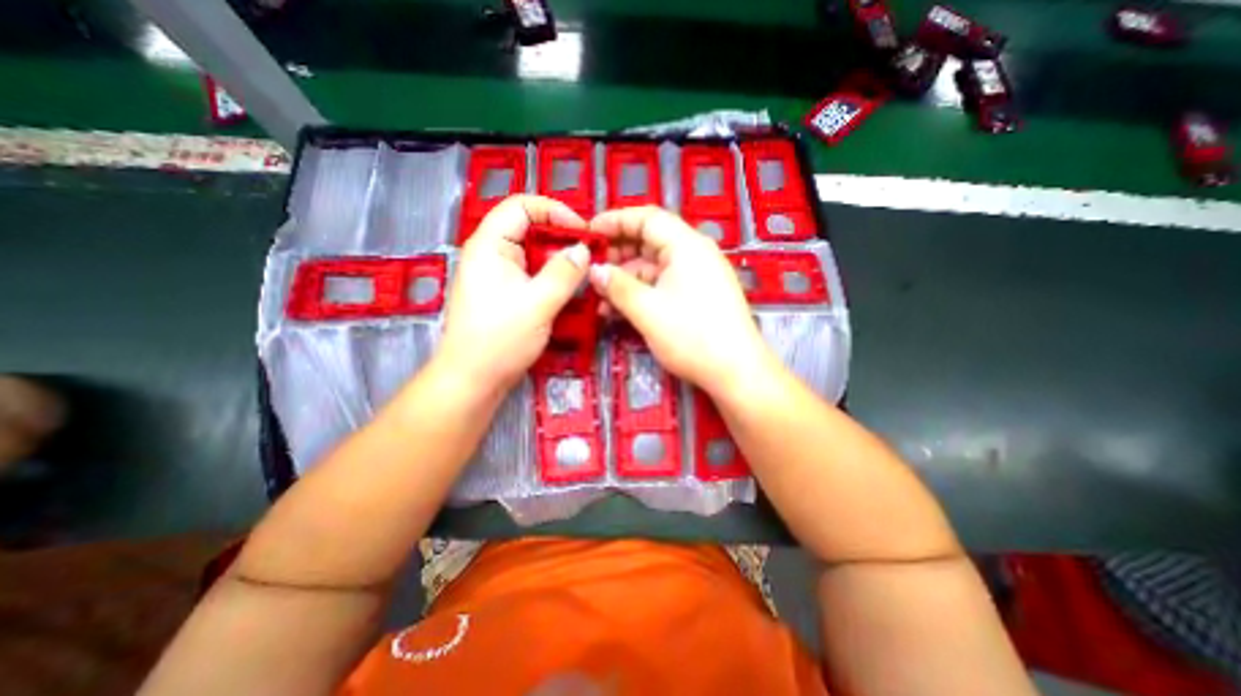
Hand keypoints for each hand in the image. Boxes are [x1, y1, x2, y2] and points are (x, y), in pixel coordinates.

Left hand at [437, 193, 588, 391]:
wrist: (473, 380)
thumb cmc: (500, 340)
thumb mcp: (538, 304)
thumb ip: (564, 273)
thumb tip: (584, 249)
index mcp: (490, 245)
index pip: (521, 206)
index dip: (554, 210)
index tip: (582, 230)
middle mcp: (492, 254)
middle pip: (529, 229)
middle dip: (561, 238)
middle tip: (590, 254)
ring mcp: (498, 274)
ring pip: (534, 254)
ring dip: (559, 261)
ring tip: (585, 273)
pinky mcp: (506, 293)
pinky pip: (533, 275)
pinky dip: (552, 278)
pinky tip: (570, 290)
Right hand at [588, 203, 772, 391]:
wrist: (736, 372)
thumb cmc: (692, 337)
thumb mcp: (647, 310)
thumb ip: (617, 286)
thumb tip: (594, 270)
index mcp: (686, 246)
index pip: (647, 218)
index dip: (615, 221)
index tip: (588, 232)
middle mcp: (693, 254)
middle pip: (649, 241)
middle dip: (617, 254)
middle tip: (590, 268)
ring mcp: (696, 277)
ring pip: (653, 267)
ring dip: (625, 279)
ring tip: (599, 296)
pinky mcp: (696, 297)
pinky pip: (662, 285)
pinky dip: (640, 293)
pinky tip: (618, 310)